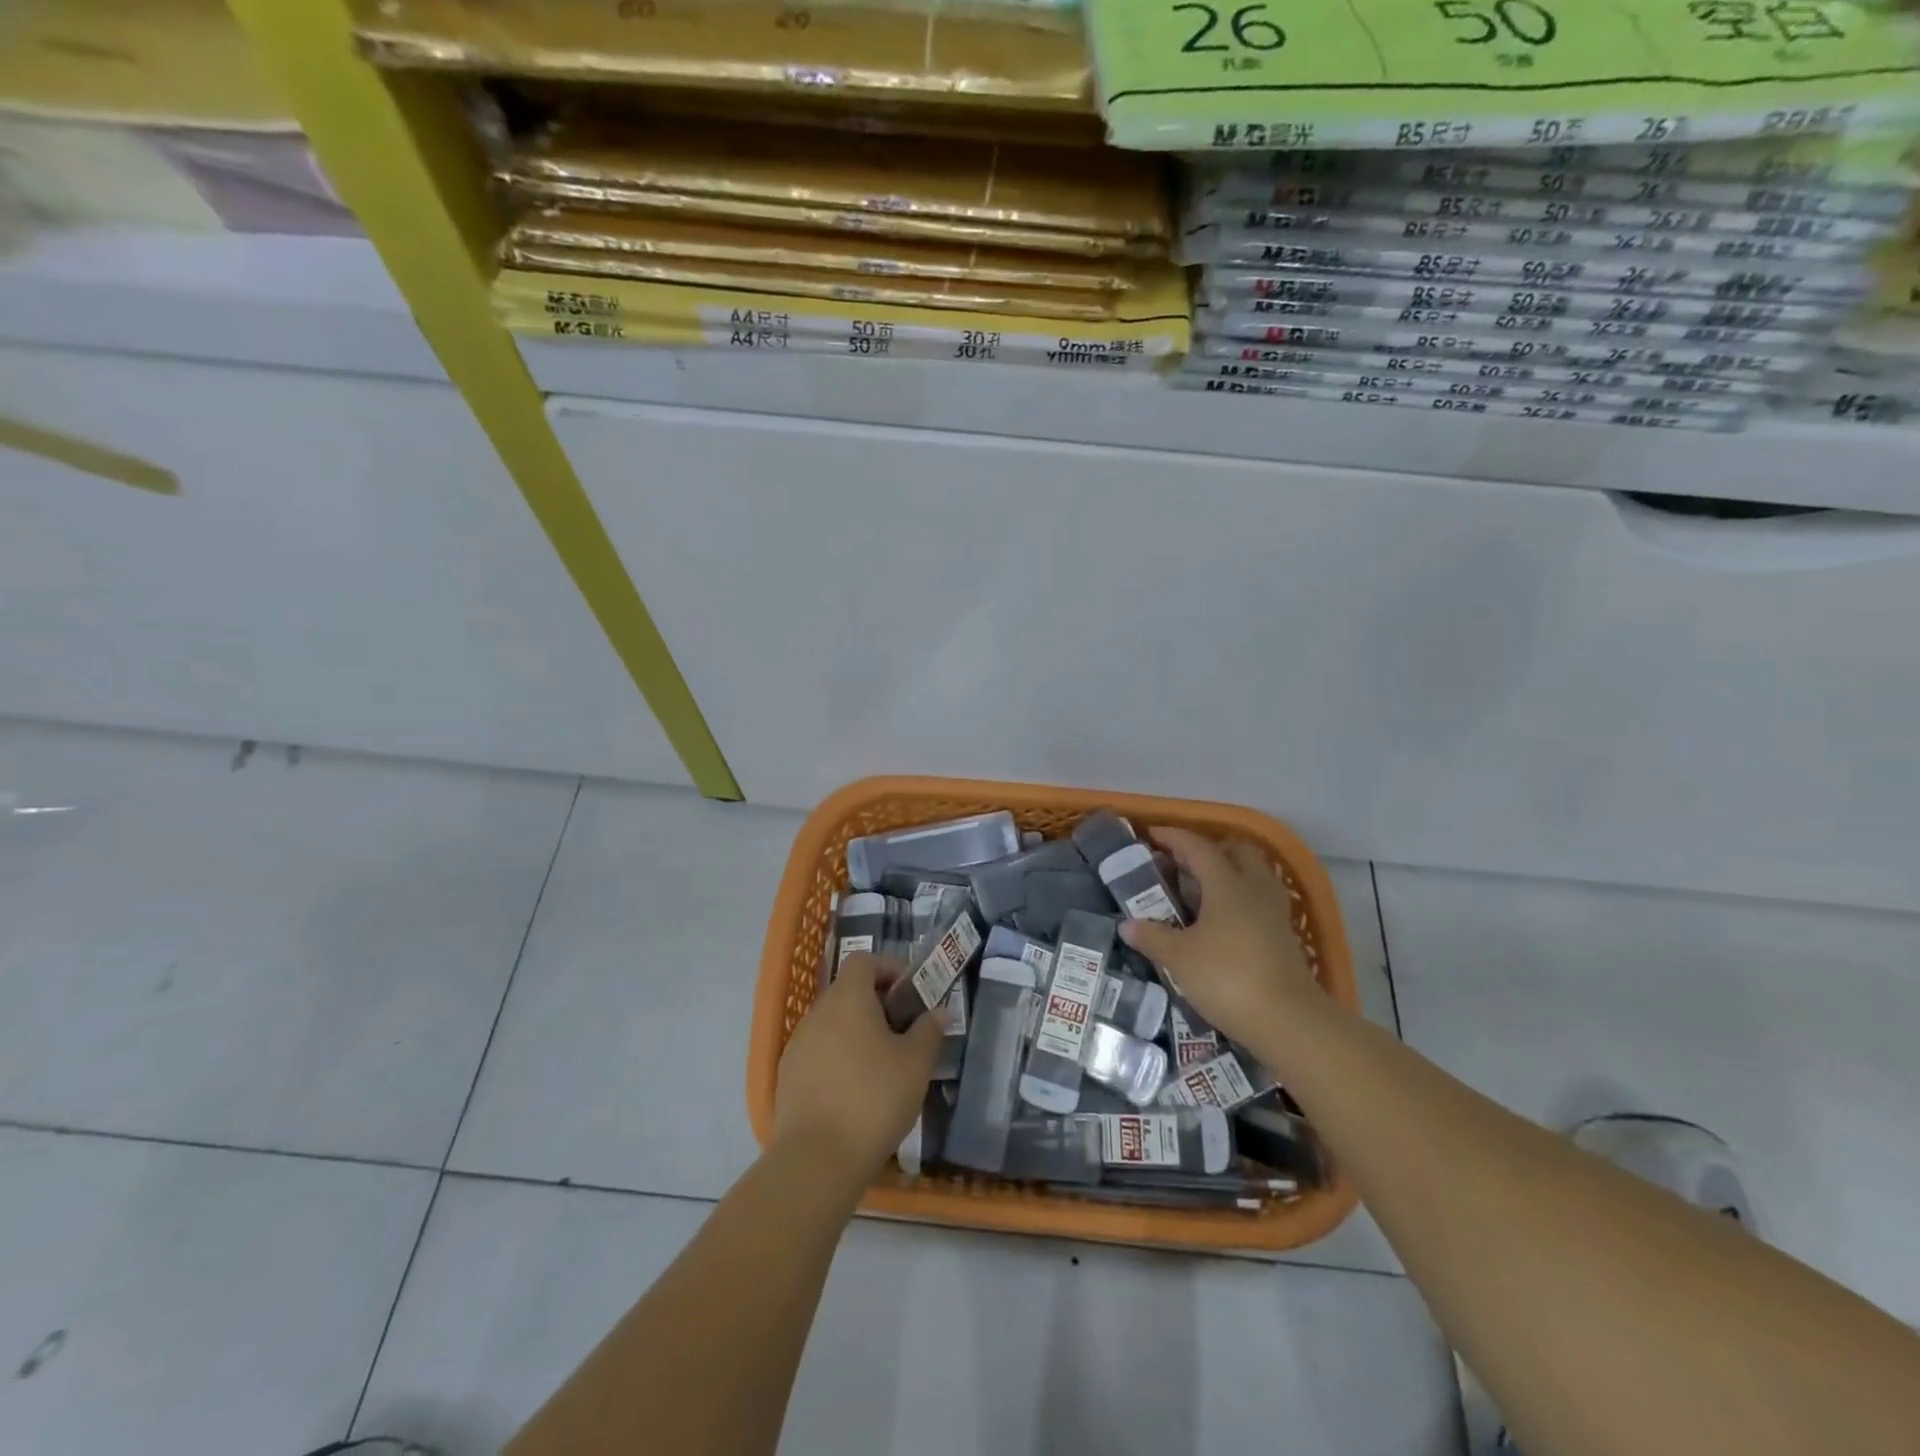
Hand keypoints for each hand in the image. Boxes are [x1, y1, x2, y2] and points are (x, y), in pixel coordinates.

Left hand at [773, 952, 945, 1181]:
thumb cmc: (874, 1098)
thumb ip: (929, 1031)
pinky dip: (839, 1057)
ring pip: (832, 1023)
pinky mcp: (787, 1076)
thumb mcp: (916, 1064)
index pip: (864, 960)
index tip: (911, 993)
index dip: (889, 968)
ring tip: (883, 1064)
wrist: (817, 1160)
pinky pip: (818, 1052)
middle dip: (877, 1004)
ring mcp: (797, 1045)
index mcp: (847, 998)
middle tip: (905, 1031)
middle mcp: (817, 1012)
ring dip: (857, 1032)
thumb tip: (938, 1012)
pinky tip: (856, 1090)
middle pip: (848, 991)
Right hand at [1119, 827, 1320, 1046]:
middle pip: (1236, 851)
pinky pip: (1260, 900)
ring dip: (1229, 873)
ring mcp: (1274, 912)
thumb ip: (1152, 937)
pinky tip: (1223, 921)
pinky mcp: (1284, 937)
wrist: (1289, 1021)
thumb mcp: (1179, 958)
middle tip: (1183, 863)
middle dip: (1210, 849)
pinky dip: (1240, 899)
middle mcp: (1254, 889)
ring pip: (1254, 874)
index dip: (1174, 837)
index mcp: (1227, 884)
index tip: (1152, 835)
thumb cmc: (1227, 978)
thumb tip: (1127, 925)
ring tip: (1202, 890)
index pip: (1198, 847)